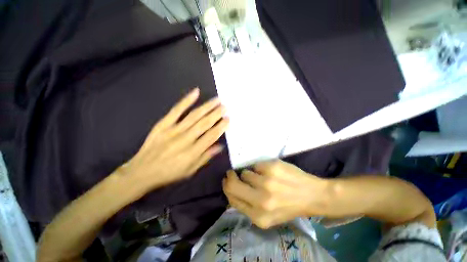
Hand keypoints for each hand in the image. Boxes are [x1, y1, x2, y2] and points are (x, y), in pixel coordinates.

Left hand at [118, 88, 228, 193]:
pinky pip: (176, 110)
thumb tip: (219, 147)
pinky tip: (196, 92)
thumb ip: (204, 158)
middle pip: (204, 123)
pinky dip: (186, 100)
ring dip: (207, 107)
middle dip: (217, 114)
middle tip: (226, 106)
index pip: (211, 136)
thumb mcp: (188, 172)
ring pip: (194, 115)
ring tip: (217, 100)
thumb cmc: (168, 174)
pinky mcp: (163, 124)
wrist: (144, 170)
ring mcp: (173, 130)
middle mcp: (185, 139)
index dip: (221, 127)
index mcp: (192, 153)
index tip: (228, 119)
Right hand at [223, 160, 328, 228]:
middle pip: (232, 185)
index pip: (232, 200)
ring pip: (244, 173)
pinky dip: (260, 169)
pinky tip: (271, 173)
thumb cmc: (289, 208)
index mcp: (258, 217)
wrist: (312, 196)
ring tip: (262, 178)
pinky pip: (256, 165)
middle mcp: (260, 201)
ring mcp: (267, 183)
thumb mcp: (267, 219)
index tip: (228, 183)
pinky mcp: (273, 167)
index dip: (227, 190)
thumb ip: (248, 209)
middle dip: (229, 178)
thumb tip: (231, 193)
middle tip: (232, 175)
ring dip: (249, 175)